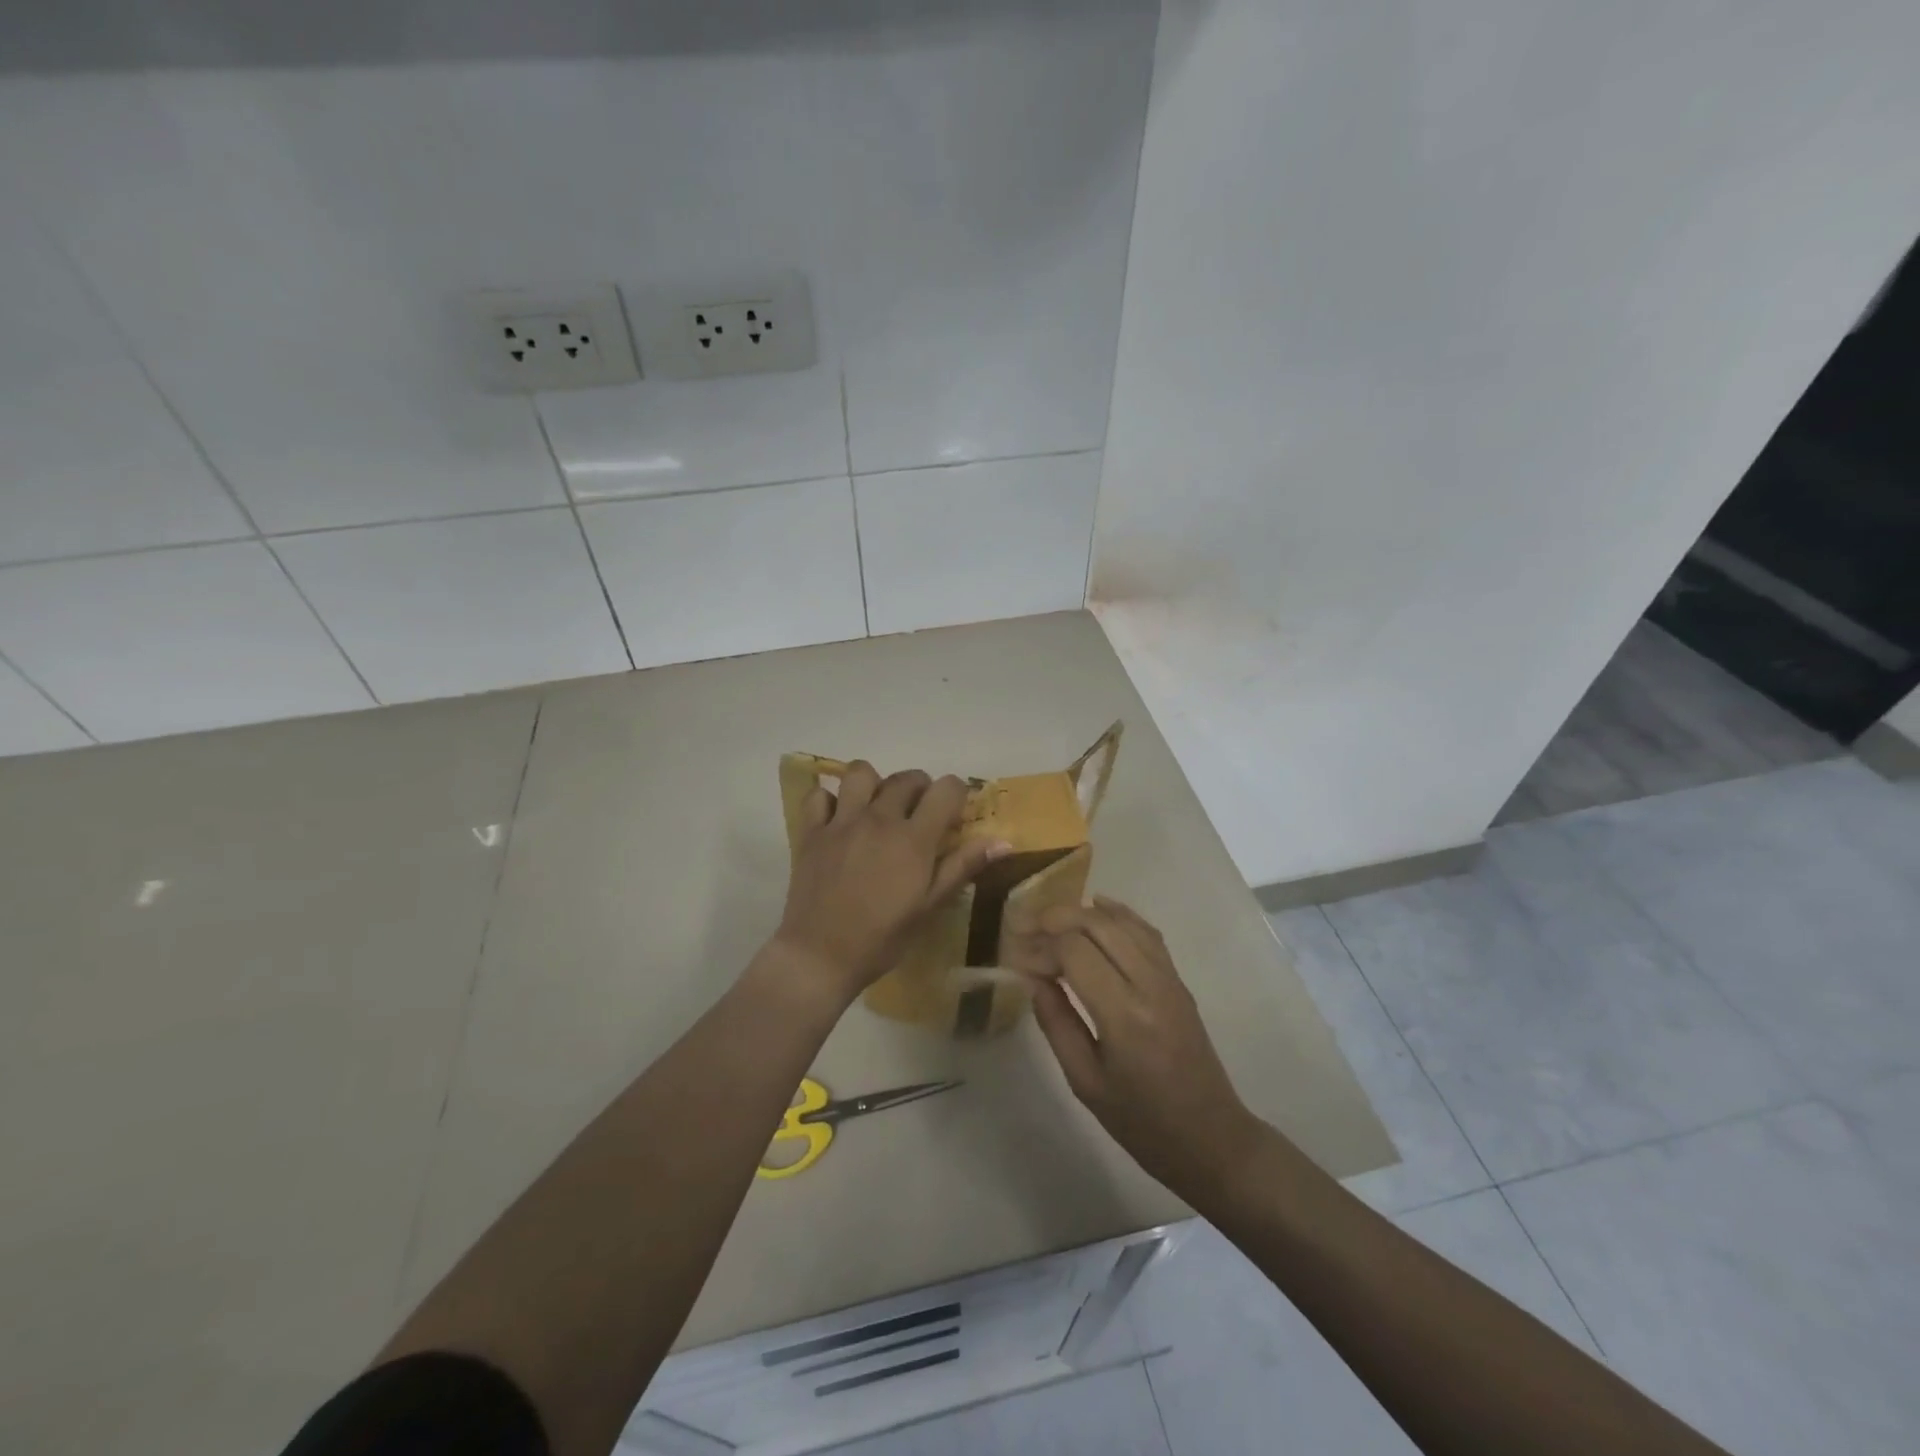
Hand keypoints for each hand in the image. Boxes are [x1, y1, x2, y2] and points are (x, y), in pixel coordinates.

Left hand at [772, 762, 1007, 1002]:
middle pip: (907, 778)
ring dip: (874, 784)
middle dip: (920, 788)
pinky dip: (829, 801)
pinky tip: (837, 820)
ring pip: (861, 773)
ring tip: (876, 808)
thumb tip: (1003, 841)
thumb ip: (962, 867)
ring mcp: (842, 821)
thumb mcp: (929, 907)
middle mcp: (879, 818)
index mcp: (913, 838)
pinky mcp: (811, 831)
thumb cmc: (882, 938)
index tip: (953, 814)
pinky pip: (819, 795)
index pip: (945, 789)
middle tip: (919, 814)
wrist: (820, 956)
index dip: (955, 794)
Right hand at [1027, 897, 1266, 1198]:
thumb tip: (1033, 978)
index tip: (1018, 960)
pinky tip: (1098, 906)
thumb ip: (1056, 1023)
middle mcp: (1149, 985)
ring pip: (1123, 922)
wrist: (1210, 1137)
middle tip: (1027, 929)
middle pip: (1098, 925)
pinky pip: (1147, 932)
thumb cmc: (1141, 1122)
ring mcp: (1169, 978)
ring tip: (1052, 921)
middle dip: (1057, 918)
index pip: (1075, 952)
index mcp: (1123, 1016)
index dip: (1041, 948)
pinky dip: (1120, 913)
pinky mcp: (1178, 979)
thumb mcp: (1085, 1082)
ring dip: (1084, 913)